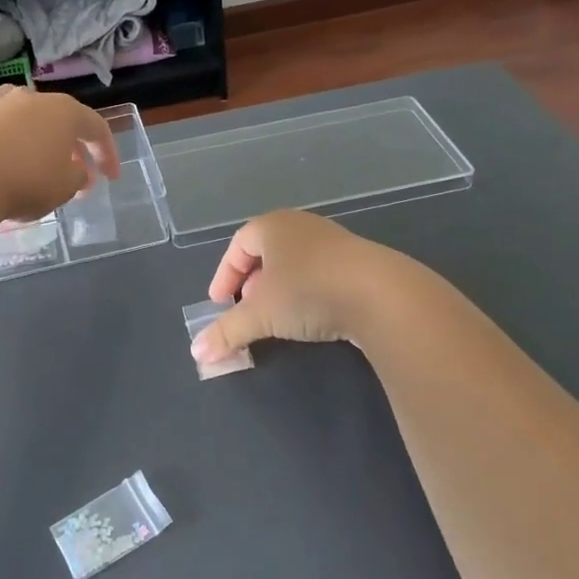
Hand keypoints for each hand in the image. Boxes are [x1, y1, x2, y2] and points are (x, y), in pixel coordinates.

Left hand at [0, 84, 118, 222]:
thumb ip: (78, 177)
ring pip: (17, 102)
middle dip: (70, 143)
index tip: (110, 178)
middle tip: (75, 172)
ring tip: (31, 148)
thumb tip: (78, 172)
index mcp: (64, 112)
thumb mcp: (66, 187)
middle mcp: (31, 99)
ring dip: (29, 123)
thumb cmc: (28, 182)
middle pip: (59, 116)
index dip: (107, 152)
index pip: (96, 128)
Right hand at [190, 211, 408, 363]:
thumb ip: (227, 331)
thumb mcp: (260, 314)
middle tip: (245, 309)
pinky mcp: (357, 261)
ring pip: (293, 263)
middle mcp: (301, 226)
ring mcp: (332, 241)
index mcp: (272, 226)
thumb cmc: (309, 291)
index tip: (219, 303)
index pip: (238, 245)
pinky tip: (310, 316)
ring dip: (278, 289)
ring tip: (275, 316)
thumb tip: (197, 352)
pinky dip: (305, 292)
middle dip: (250, 283)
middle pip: (265, 251)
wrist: (381, 294)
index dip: (224, 275)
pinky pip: (318, 272)